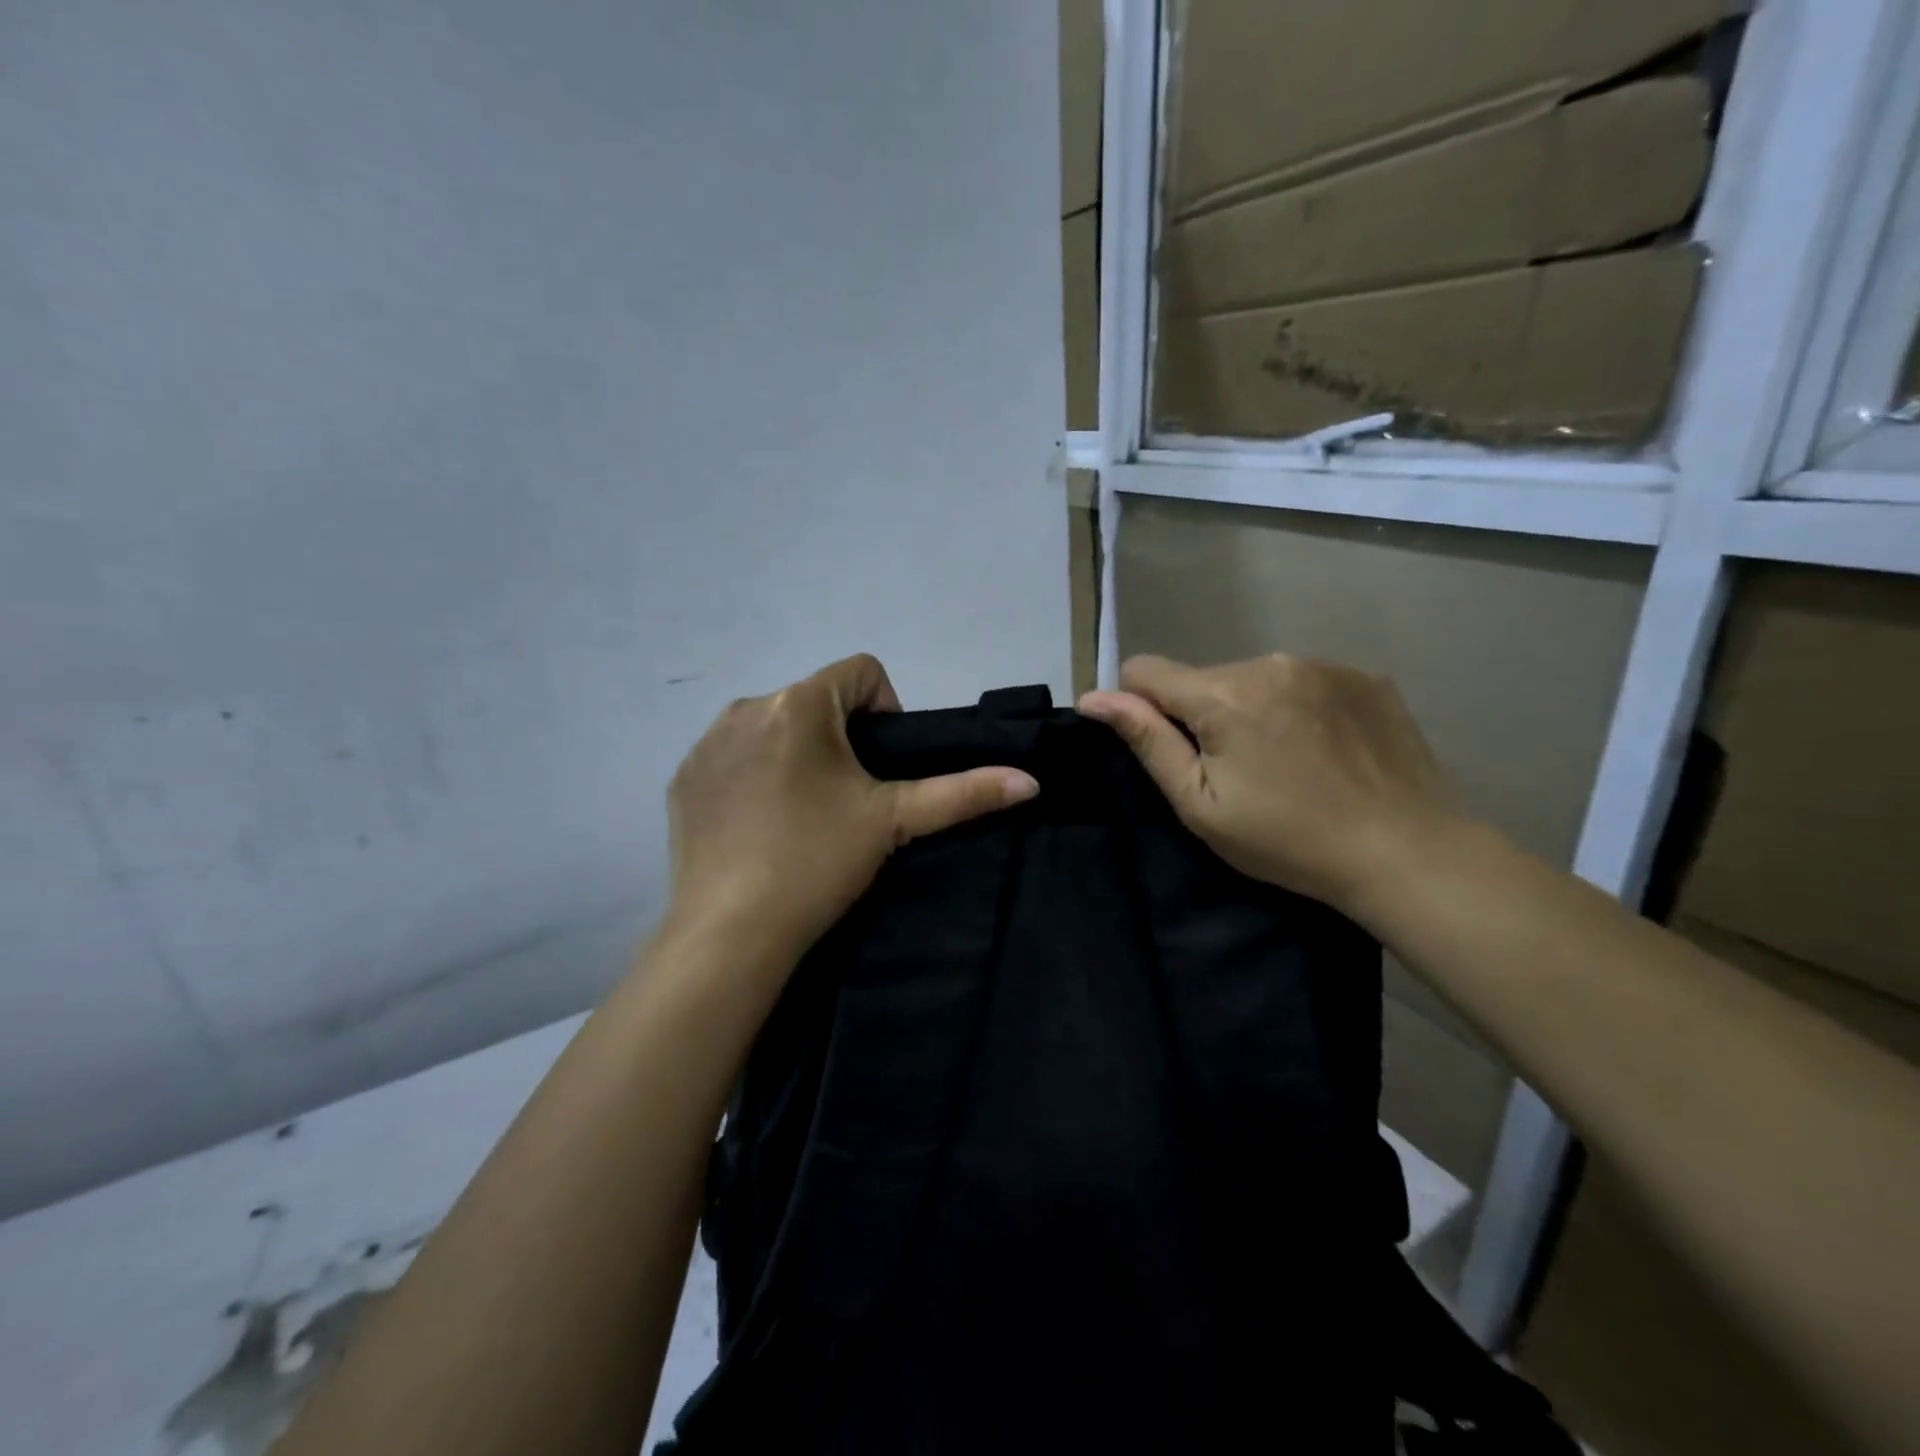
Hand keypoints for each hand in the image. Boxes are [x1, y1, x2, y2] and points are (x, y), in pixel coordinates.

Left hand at [666, 654, 1038, 969]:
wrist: (729, 933)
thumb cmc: (816, 863)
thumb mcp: (894, 822)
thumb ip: (963, 793)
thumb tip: (1030, 781)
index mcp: (798, 703)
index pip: (862, 672)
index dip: (887, 710)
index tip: (882, 766)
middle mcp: (745, 707)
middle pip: (817, 701)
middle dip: (841, 738)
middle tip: (848, 799)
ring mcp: (706, 743)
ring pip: (774, 728)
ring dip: (798, 755)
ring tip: (805, 815)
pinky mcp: (684, 778)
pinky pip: (734, 757)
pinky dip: (756, 776)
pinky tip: (762, 826)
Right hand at [1078, 654, 1460, 912]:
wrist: (1406, 852)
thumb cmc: (1287, 840)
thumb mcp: (1201, 804)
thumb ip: (1147, 741)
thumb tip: (1093, 697)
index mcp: (1223, 694)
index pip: (1145, 670)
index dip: (1141, 707)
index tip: (1173, 750)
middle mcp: (1269, 662)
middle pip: (1203, 678)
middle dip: (1203, 714)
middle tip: (1238, 772)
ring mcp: (1323, 664)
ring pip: (1253, 678)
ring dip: (1251, 708)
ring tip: (1285, 762)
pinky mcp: (1363, 676)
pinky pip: (1303, 680)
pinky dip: (1298, 706)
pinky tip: (1323, 749)